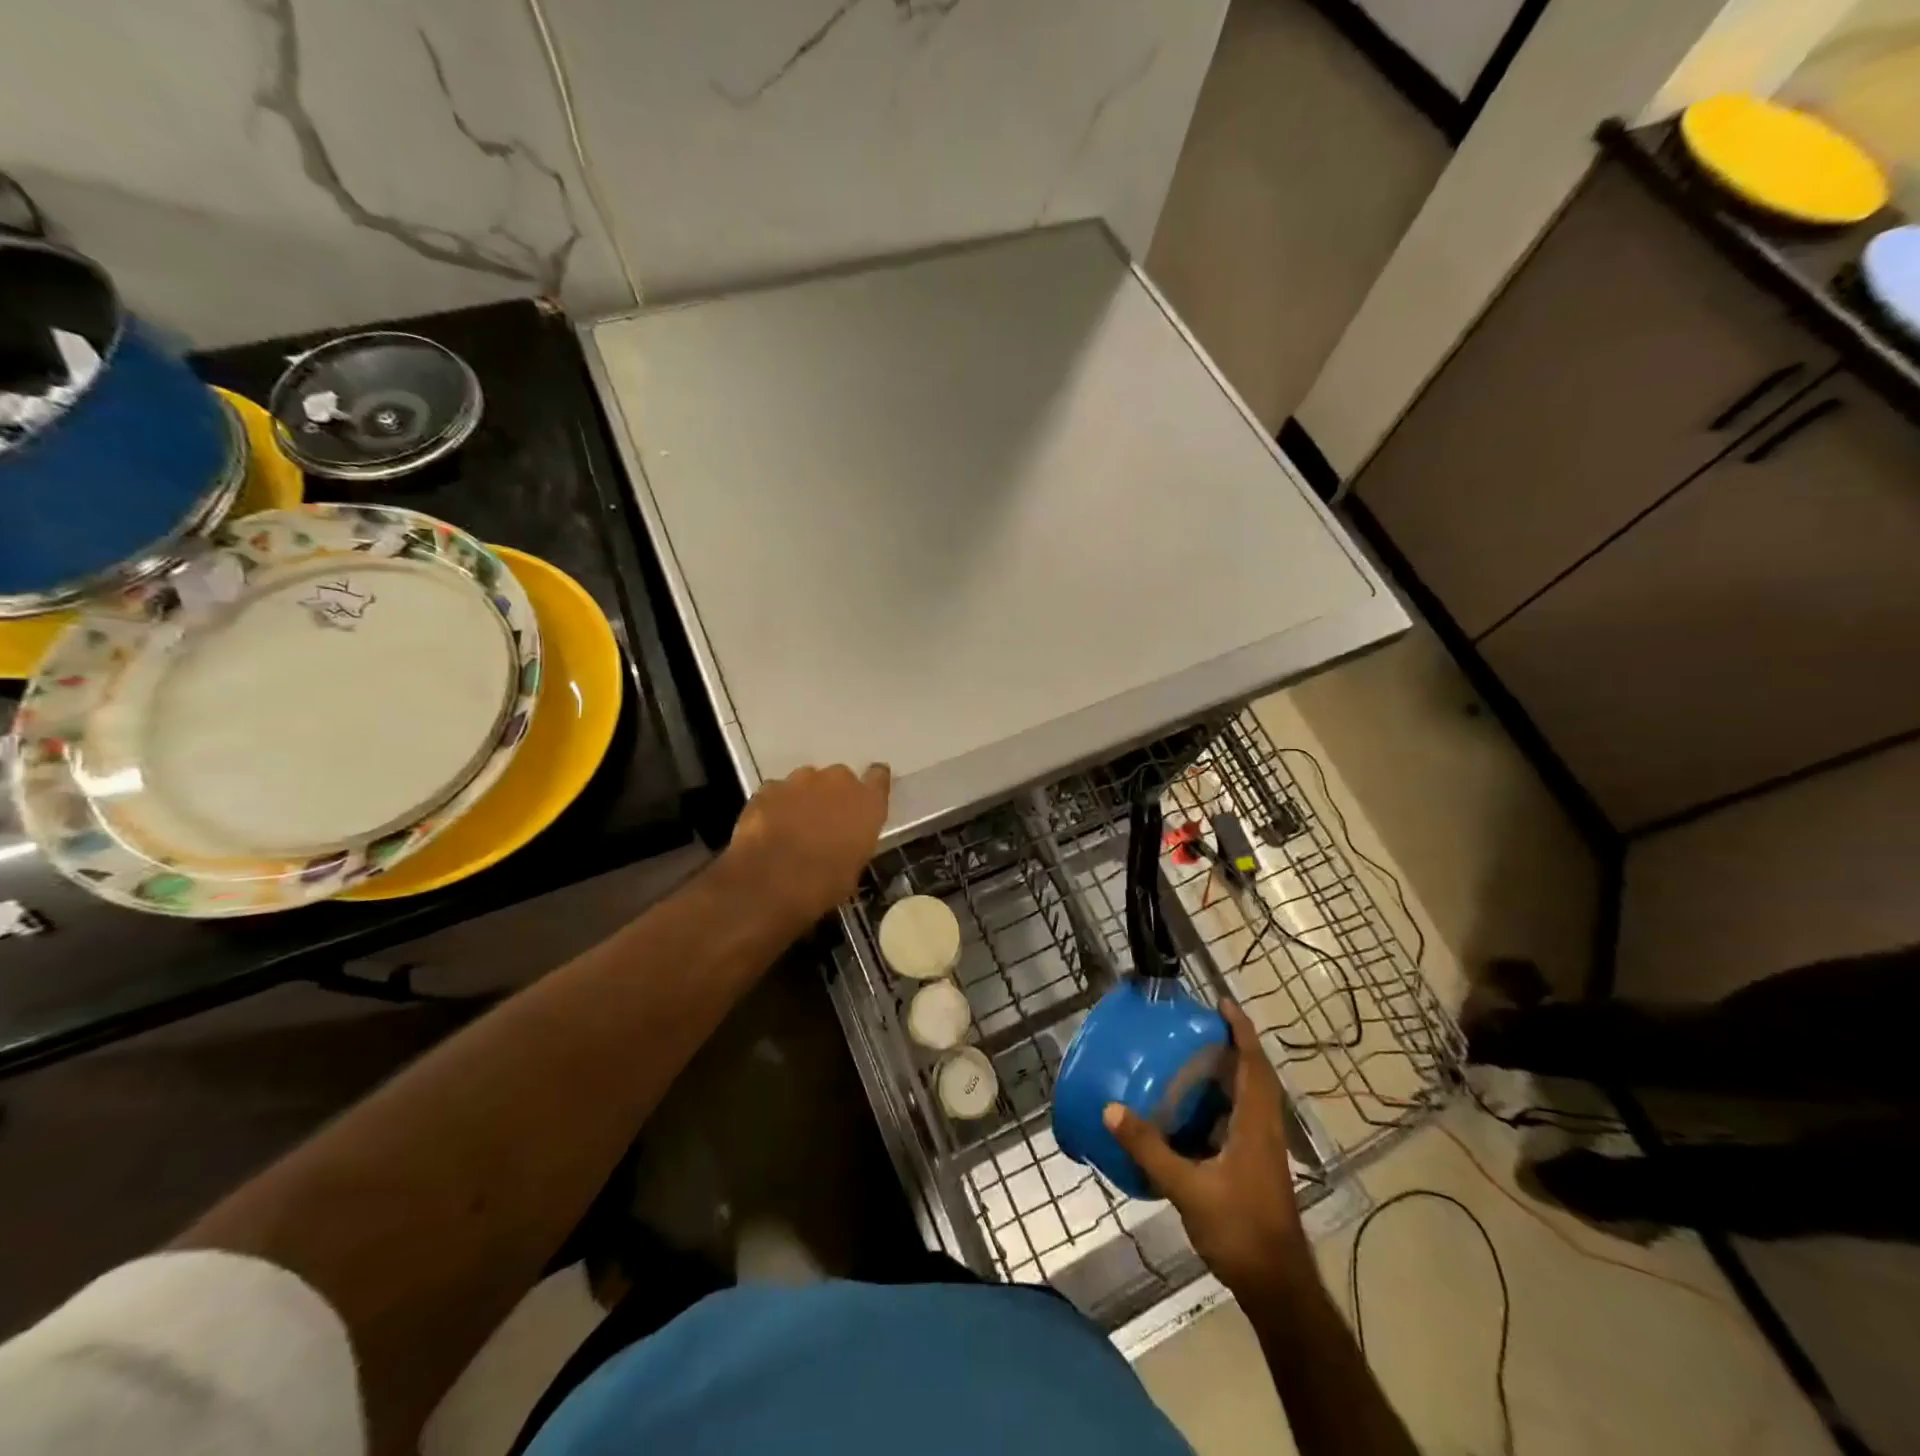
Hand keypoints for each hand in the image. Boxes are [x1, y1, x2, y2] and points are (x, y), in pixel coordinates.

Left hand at [724, 763, 890, 927]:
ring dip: (804, 798)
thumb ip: (854, 841)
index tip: (866, 796)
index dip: (872, 784)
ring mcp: (800, 780)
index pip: (878, 777)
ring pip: (806, 782)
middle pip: (839, 778)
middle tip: (824, 821)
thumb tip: (844, 842)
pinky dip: (776, 805)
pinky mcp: (769, 787)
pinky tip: (769, 828)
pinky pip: (777, 792)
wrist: (771, 882)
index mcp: (867, 802)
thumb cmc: (824, 884)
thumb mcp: (853, 868)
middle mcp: (838, 781)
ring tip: (793, 826)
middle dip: (832, 795)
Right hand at [1104, 999, 1309, 1300]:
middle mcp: (1264, 1130)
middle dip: (1233, 1046)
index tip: (1222, 1004)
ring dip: (1227, 1074)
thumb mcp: (1188, 1188)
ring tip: (1190, 1059)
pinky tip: (1189, 1113)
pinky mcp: (1256, 1168)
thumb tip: (1112, 1109)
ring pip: (1249, 1099)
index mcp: (1256, 1124)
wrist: (1277, 1286)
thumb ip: (1150, 1149)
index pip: (1254, 1064)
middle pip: (1255, 1075)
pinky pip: (1240, 1121)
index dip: (1242, 1031)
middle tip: (1197, 1026)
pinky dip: (1219, 1104)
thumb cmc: (1240, 1229)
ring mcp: (1263, 1151)